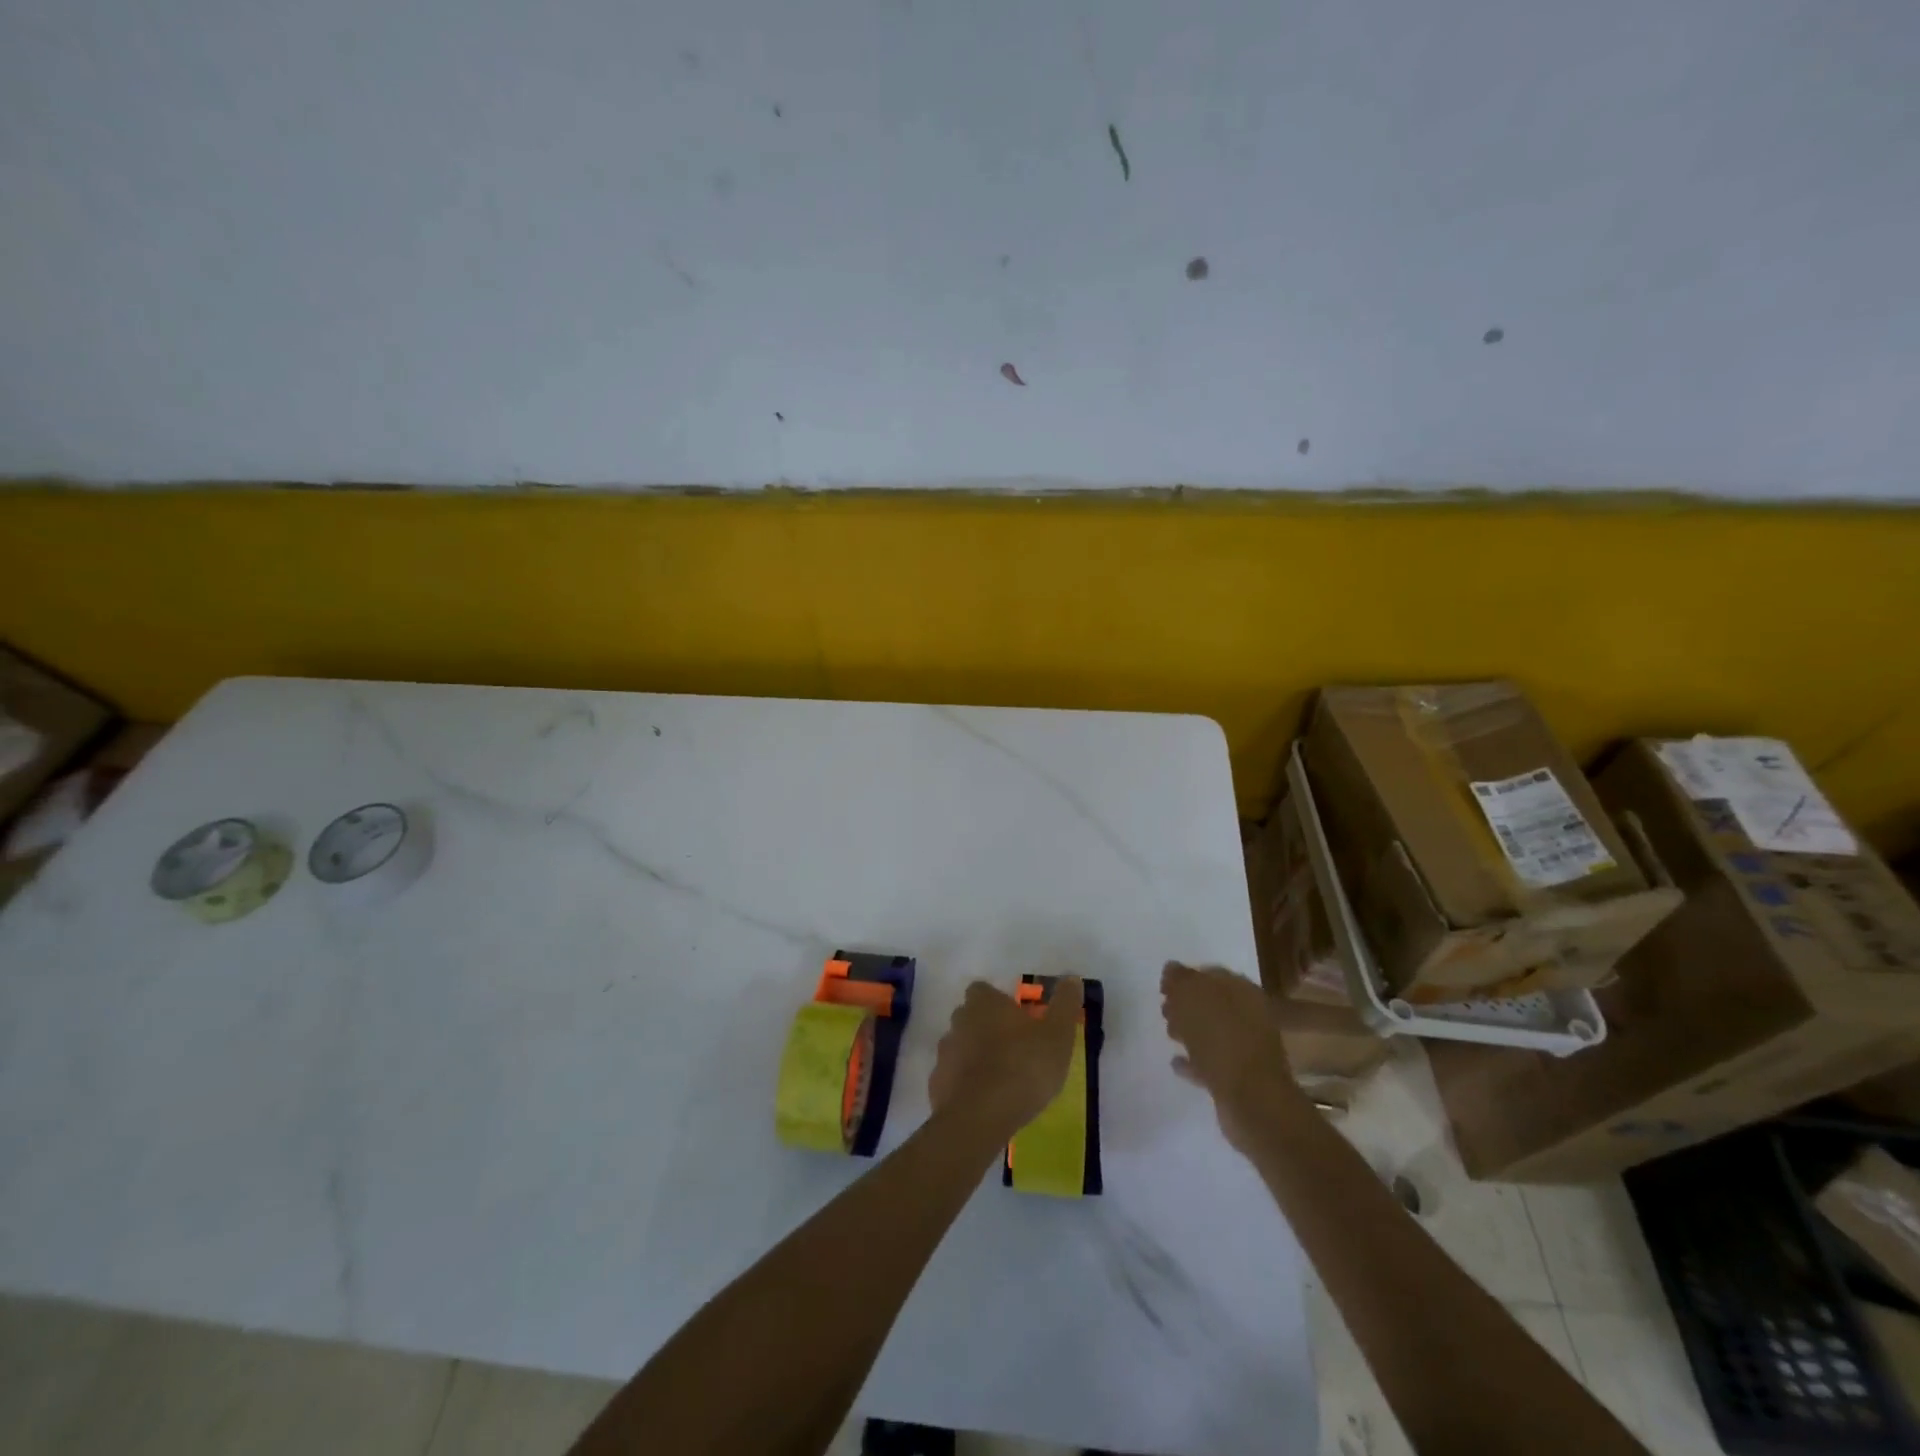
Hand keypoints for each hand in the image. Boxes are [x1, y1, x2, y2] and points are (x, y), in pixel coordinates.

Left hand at [929, 977, 1084, 1137]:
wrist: (979, 1117)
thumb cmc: (1023, 1068)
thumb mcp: (1057, 1035)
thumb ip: (1064, 1004)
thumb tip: (1071, 978)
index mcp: (984, 1004)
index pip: (983, 990)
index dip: (998, 1001)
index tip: (1016, 1017)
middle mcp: (959, 1021)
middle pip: (969, 1016)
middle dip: (985, 1027)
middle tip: (1012, 1047)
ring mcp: (944, 1053)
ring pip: (960, 1046)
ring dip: (975, 1056)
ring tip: (1000, 1077)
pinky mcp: (937, 1085)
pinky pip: (952, 1078)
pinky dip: (965, 1084)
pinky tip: (984, 1101)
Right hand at [1160, 961, 1297, 1149]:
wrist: (1252, 1100)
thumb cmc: (1220, 1039)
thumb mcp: (1192, 998)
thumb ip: (1180, 980)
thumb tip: (1172, 968)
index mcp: (1242, 991)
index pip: (1211, 974)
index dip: (1185, 978)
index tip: (1163, 987)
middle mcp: (1249, 1016)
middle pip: (1213, 1003)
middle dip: (1187, 1005)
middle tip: (1165, 1009)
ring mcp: (1247, 1048)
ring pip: (1212, 1032)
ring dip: (1191, 1031)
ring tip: (1168, 1034)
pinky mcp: (1240, 1078)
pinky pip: (1211, 1062)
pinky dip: (1194, 1061)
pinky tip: (1176, 1063)